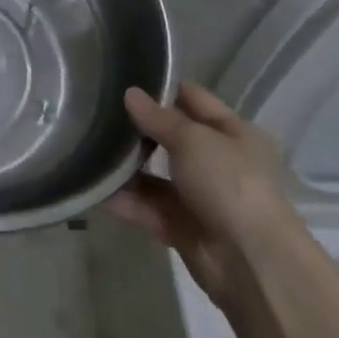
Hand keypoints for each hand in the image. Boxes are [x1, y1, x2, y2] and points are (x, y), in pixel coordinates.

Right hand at [103, 82, 292, 307]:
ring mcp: (200, 197)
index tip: (125, 77)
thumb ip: (158, 118)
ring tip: (88, 148)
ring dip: (127, 167)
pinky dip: (126, 201)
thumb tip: (130, 93)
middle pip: (172, 138)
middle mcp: (219, 163)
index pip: (194, 100)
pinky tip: (95, 188)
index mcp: (234, 134)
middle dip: (139, 128)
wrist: (250, 261)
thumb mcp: (193, 139)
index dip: (163, 88)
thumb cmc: (229, 182)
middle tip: (97, 111)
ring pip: (156, 176)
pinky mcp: (182, 228)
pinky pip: (148, 208)